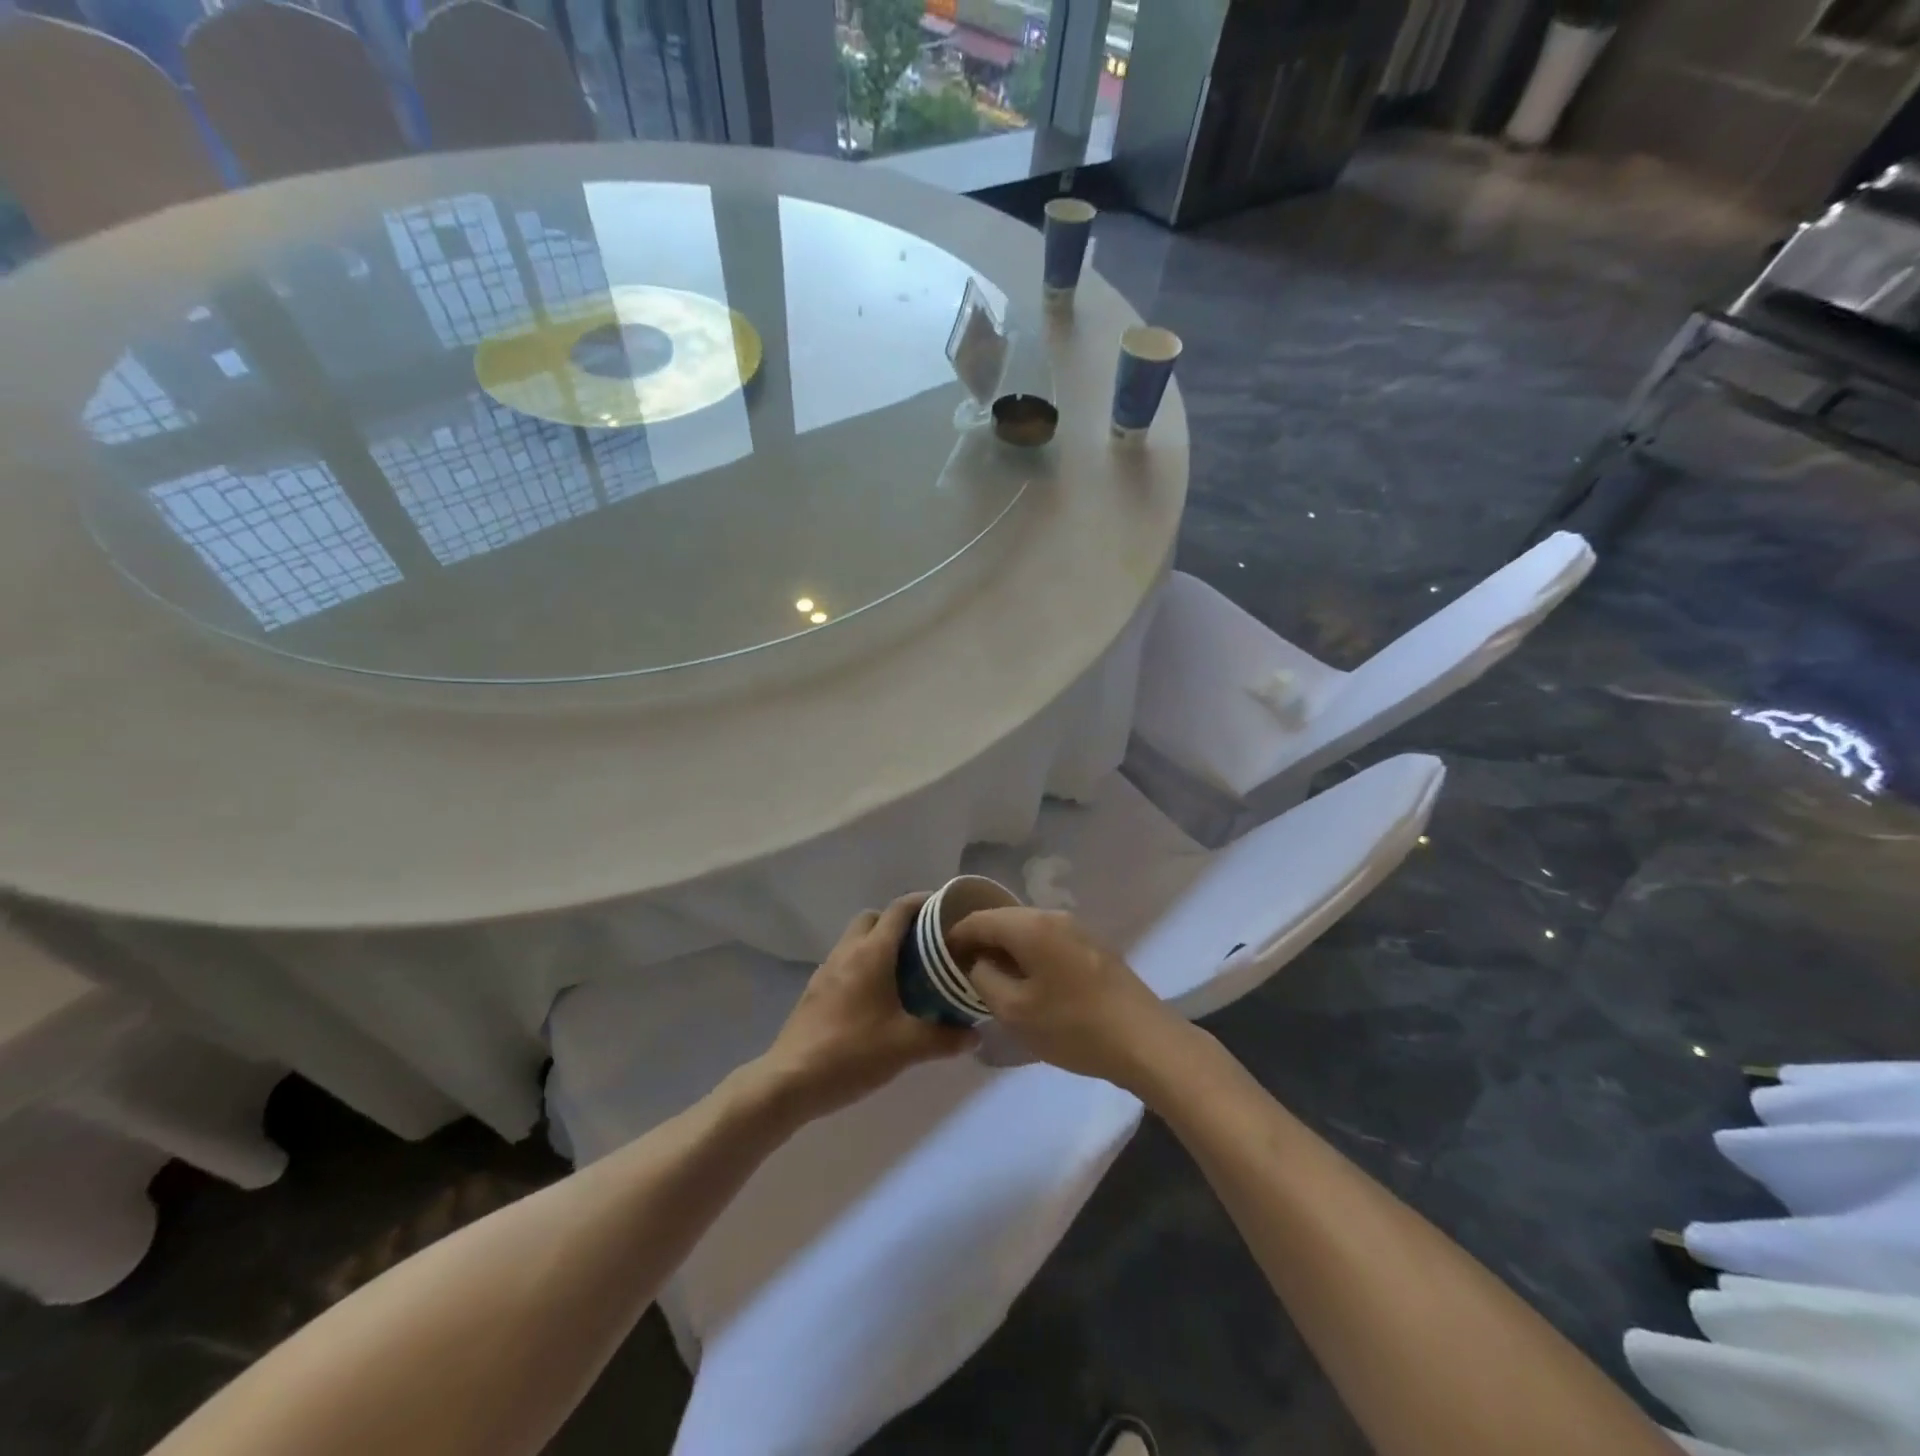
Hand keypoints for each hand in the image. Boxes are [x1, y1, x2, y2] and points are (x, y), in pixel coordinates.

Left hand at [752, 895, 975, 1122]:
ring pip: (856, 940)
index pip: (899, 910)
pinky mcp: (814, 991)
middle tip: (925, 946)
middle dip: (899, 923)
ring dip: (879, 945)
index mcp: (871, 953)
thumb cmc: (852, 1053)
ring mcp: (826, 970)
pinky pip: (844, 962)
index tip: (946, 910)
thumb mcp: (907, 1047)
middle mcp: (847, 952)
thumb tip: (975, 1036)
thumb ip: (945, 1038)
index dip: (923, 902)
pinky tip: (877, 998)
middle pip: (874, 918)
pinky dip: (863, 966)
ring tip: (906, 972)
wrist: (790, 1082)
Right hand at [946, 908, 1186, 1088]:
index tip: (941, 958)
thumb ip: (984, 979)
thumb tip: (978, 962)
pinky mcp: (1093, 947)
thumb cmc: (1073, 1026)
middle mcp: (1053, 916)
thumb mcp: (1015, 1011)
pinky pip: (1048, 941)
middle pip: (1005, 920)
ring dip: (1006, 949)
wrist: (1145, 1041)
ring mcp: (1078, 929)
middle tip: (962, 970)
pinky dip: (1029, 954)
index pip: (980, 919)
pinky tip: (1028, 981)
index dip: (955, 936)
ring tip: (992, 978)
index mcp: (1031, 926)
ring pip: (1028, 930)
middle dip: (981, 941)